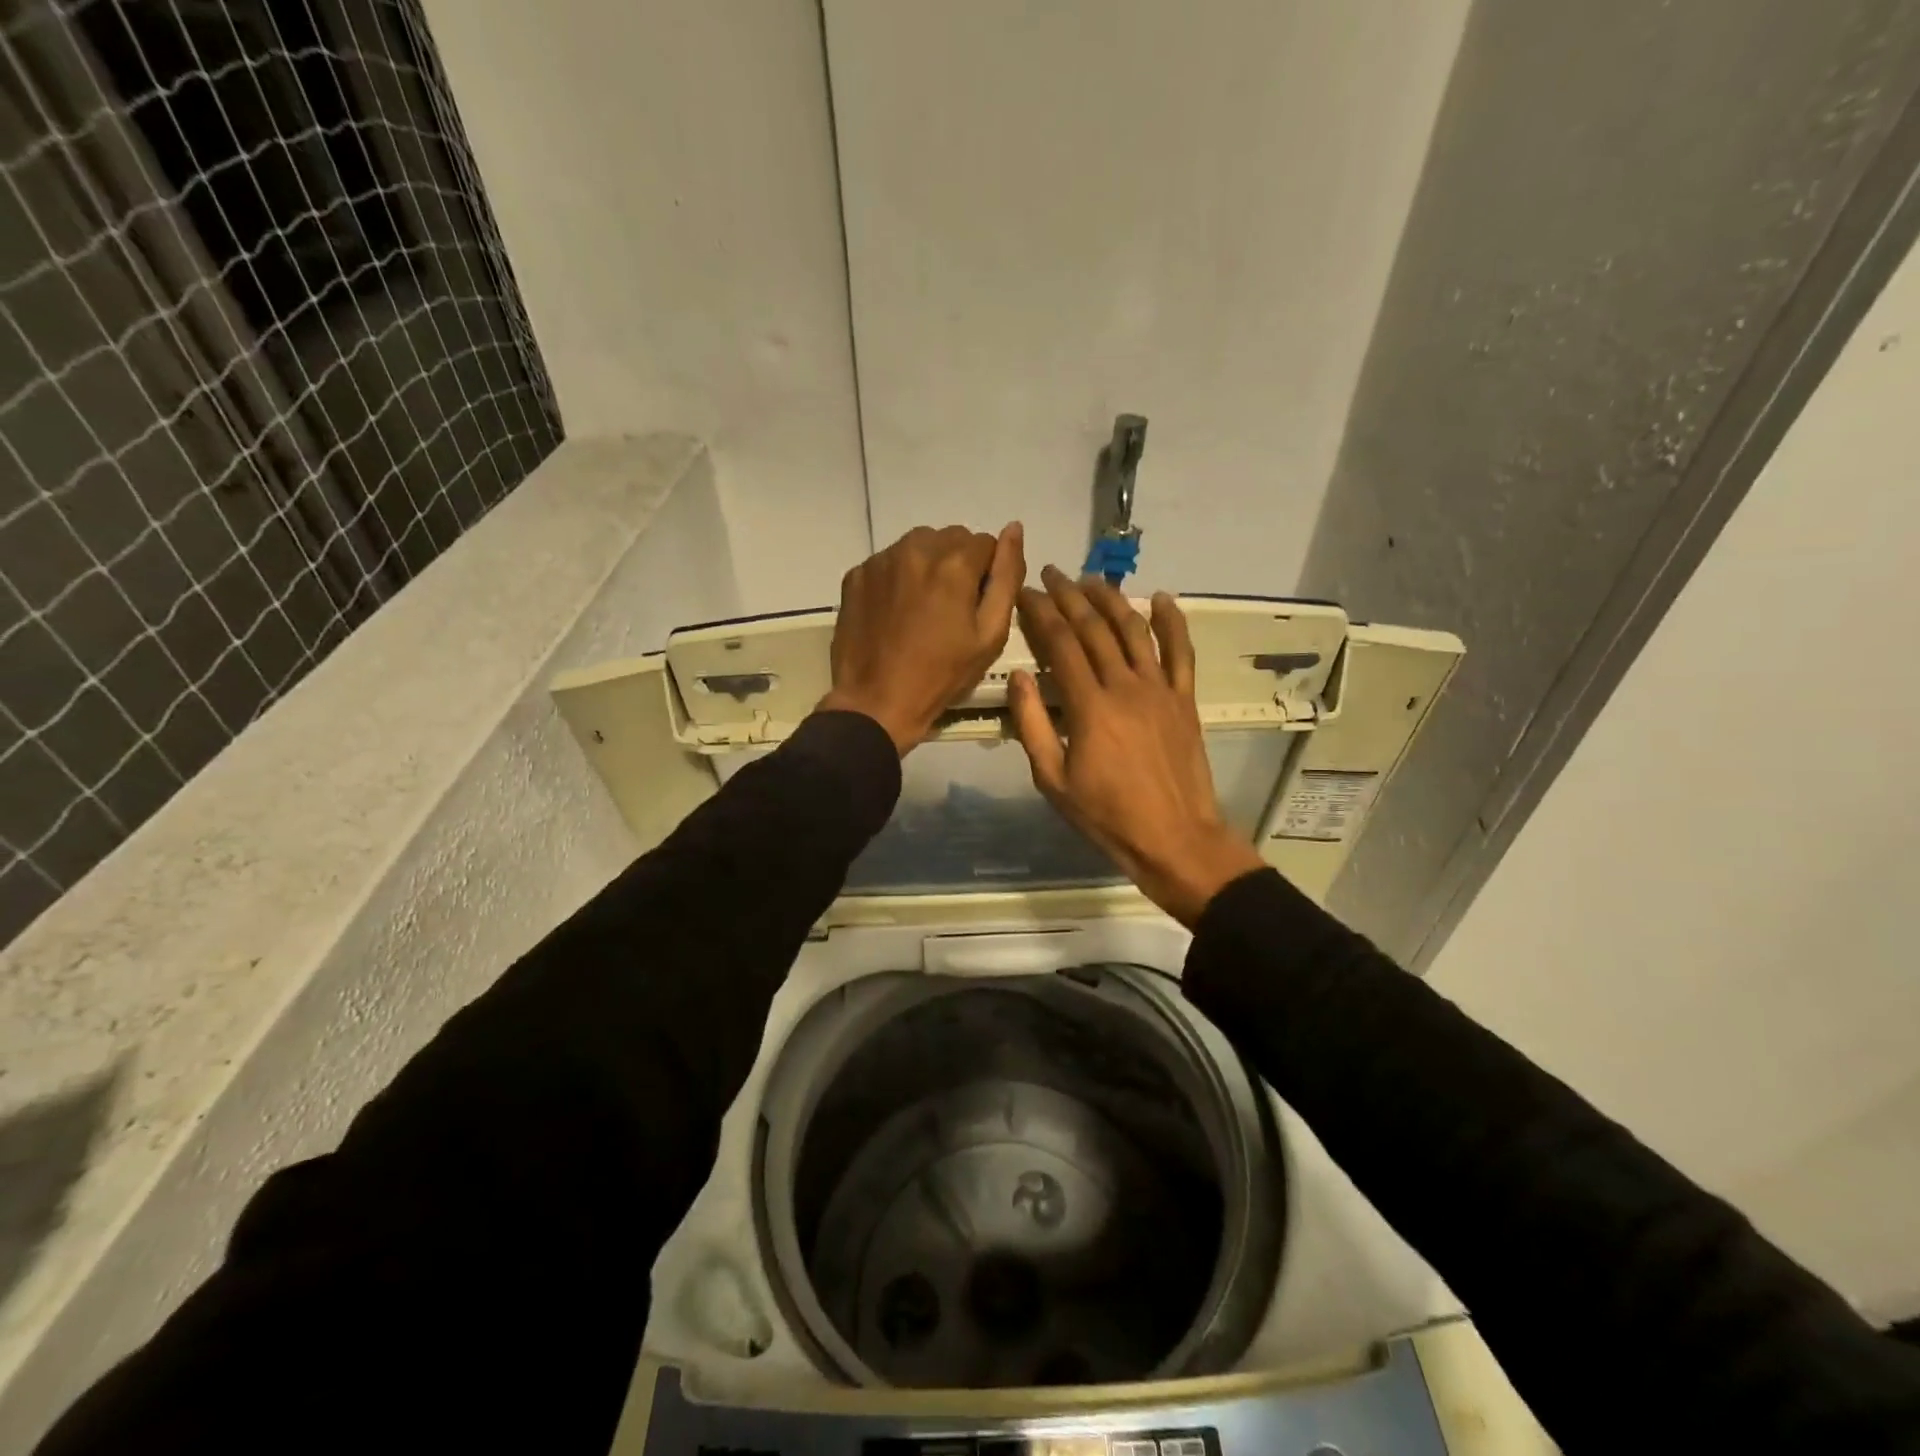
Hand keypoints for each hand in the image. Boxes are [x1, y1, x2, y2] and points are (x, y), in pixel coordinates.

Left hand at [818, 523, 1025, 753]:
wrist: (876, 702)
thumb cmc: (941, 675)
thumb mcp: (990, 634)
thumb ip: (1007, 577)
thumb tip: (1015, 529)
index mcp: (954, 562)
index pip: (986, 542)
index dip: (987, 574)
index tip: (976, 606)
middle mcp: (915, 548)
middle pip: (950, 539)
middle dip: (957, 565)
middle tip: (950, 609)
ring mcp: (880, 560)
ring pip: (918, 546)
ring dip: (927, 566)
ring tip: (922, 609)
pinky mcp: (856, 575)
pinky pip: (888, 562)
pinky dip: (897, 578)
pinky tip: (894, 613)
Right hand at [1009, 566, 1265, 925]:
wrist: (1175, 839)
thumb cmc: (1106, 816)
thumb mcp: (1053, 781)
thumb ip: (1033, 726)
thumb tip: (1019, 676)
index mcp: (1089, 706)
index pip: (1060, 644)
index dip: (1040, 613)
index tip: (1024, 593)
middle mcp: (1126, 686)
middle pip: (1094, 628)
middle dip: (1069, 596)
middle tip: (1050, 574)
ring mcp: (1160, 690)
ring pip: (1134, 630)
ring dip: (1111, 599)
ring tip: (1090, 579)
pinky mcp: (1184, 700)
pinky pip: (1181, 652)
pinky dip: (1172, 621)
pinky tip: (1160, 598)